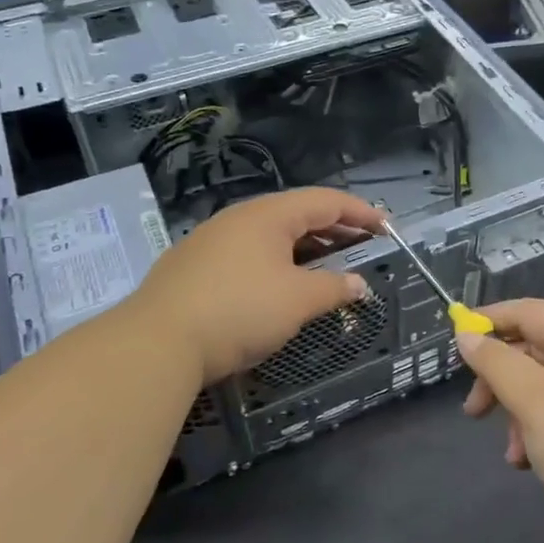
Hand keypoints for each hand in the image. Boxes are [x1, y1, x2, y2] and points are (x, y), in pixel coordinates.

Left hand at [127, 187, 387, 385]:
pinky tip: (279, 284)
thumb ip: (333, 288)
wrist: (156, 341)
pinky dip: (277, 260)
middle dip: (334, 229)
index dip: (361, 212)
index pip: (326, 201)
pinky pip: (249, 252)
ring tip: (327, 266)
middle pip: (298, 213)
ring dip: (305, 247)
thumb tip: (358, 284)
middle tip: (362, 246)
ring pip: (271, 234)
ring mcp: (212, 239)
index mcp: (269, 215)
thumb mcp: (297, 301)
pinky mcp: (194, 264)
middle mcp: (240, 217)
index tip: (387, 228)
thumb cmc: (239, 311)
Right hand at [458, 299, 543, 542]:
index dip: (492, 319)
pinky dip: (538, 431)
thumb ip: (496, 363)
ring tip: (510, 451)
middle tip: (473, 409)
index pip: (533, 311)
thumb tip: (467, 336)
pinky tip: (527, 463)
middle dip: (500, 376)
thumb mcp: (533, 402)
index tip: (456, 339)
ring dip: (517, 410)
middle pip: (537, 349)